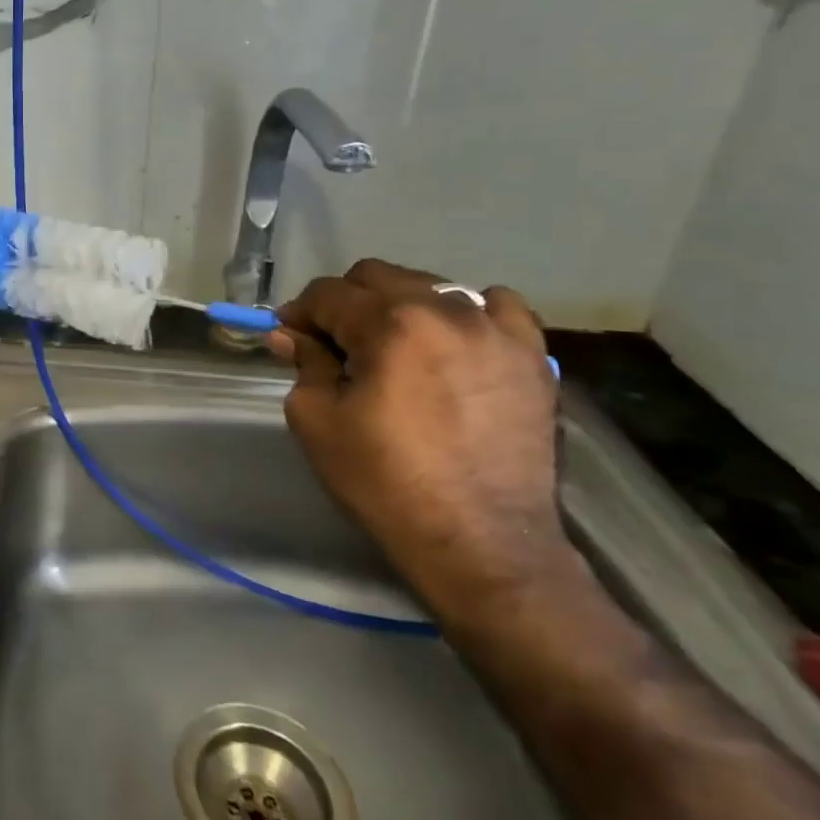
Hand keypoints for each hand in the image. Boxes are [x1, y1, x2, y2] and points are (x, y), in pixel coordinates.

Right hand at [265, 259, 566, 617]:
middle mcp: (446, 311)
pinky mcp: (532, 356)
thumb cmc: (384, 481)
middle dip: (345, 302)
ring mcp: (497, 330)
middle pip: (377, 276)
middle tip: (335, 344)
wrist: (481, 542)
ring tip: (394, 348)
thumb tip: (287, 334)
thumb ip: (304, 363)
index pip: (328, 293)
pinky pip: (498, 306)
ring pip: (432, 286)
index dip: (299, 313)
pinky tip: (454, 342)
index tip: (290, 338)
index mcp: (390, 324)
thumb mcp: (318, 420)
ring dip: (400, 306)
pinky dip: (468, 313)